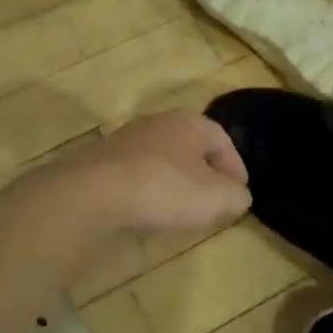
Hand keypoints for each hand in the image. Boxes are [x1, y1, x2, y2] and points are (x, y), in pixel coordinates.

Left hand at [31, 110, 250, 236]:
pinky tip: (146, 210)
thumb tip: (238, 195)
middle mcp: (158, 122)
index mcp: (190, 122)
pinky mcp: (101, 160)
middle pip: (190, 146)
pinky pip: (135, 173)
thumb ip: (236, 195)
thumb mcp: (215, 198)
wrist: (92, 193)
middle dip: (204, 172)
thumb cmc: (164, 188)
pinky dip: (147, 189)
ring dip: (174, 180)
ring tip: (180, 208)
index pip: (222, 140)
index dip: (236, 167)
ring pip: (161, 158)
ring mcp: (126, 139)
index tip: (241, 192)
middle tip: (213, 199)